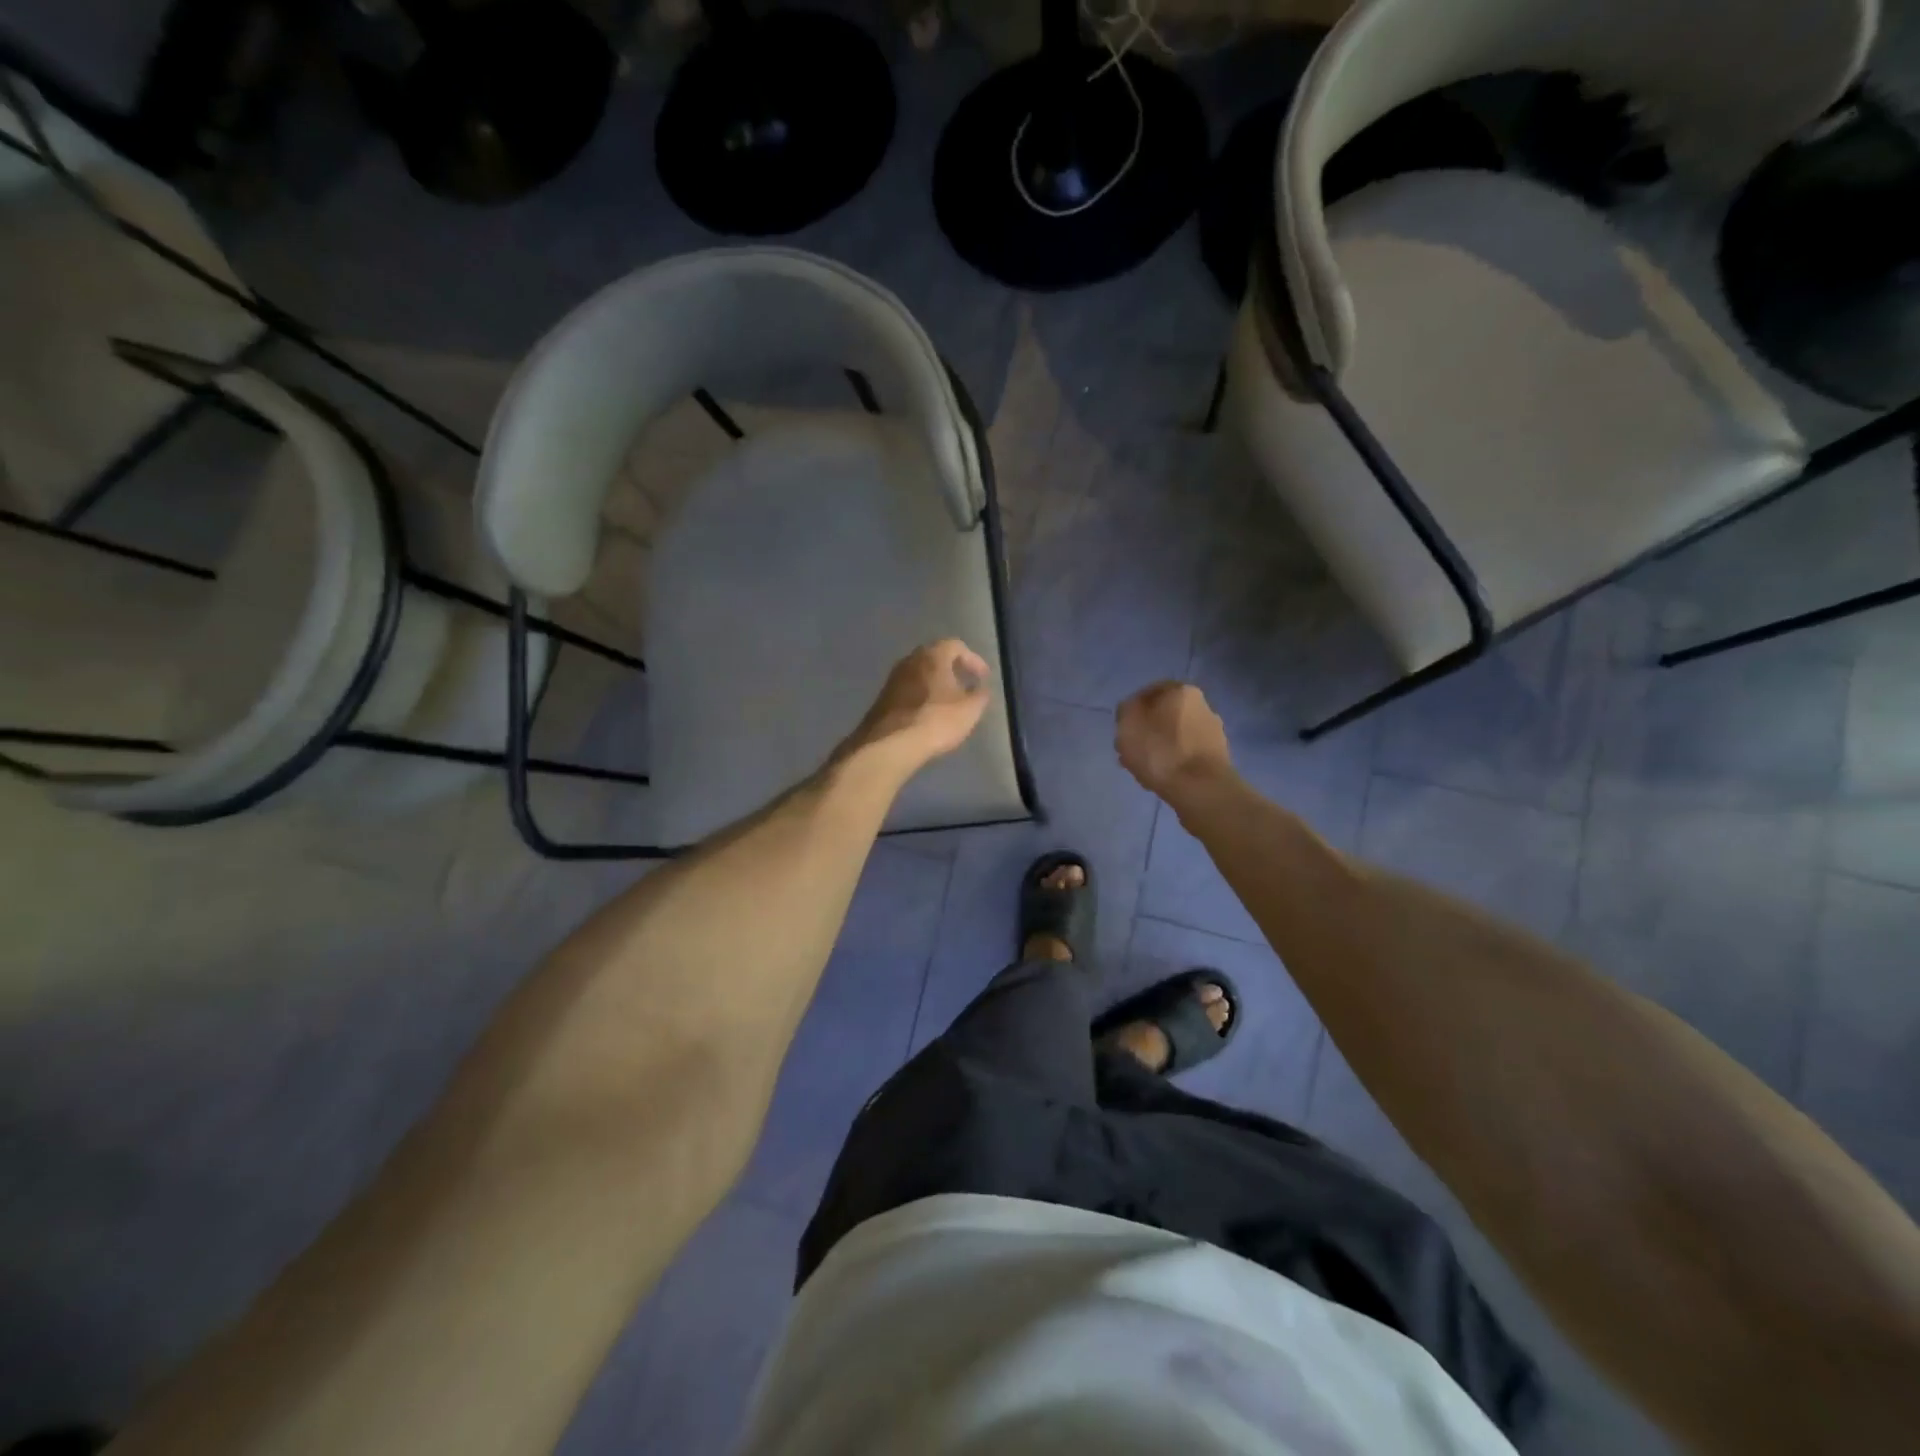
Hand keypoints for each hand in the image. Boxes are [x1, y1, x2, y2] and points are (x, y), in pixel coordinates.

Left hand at [838, 640, 992, 773]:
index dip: (973, 660)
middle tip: (965, 684)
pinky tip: (929, 714)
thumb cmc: (936, 720)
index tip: (983, 678)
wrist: (891, 744)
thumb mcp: (970, 710)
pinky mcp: (883, 698)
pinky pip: (908, 690)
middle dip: (952, 669)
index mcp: (933, 656)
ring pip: (920, 674)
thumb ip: (980, 695)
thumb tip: (981, 689)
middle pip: (935, 657)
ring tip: (949, 701)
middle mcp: (910, 660)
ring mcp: (893, 679)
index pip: (956, 646)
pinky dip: (922, 696)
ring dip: (935, 683)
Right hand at [1115, 682, 1232, 806]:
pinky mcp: (1217, 756)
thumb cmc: (1160, 751)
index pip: (1148, 692)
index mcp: (1181, 691)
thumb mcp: (1128, 724)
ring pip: (1175, 735)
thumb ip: (1126, 710)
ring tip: (1144, 768)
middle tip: (1131, 750)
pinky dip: (1173, 761)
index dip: (1131, 710)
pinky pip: (1186, 753)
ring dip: (1159, 747)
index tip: (1122, 730)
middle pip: (1164, 714)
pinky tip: (1162, 776)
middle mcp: (1202, 704)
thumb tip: (1132, 710)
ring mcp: (1213, 731)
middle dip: (1147, 730)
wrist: (1201, 789)